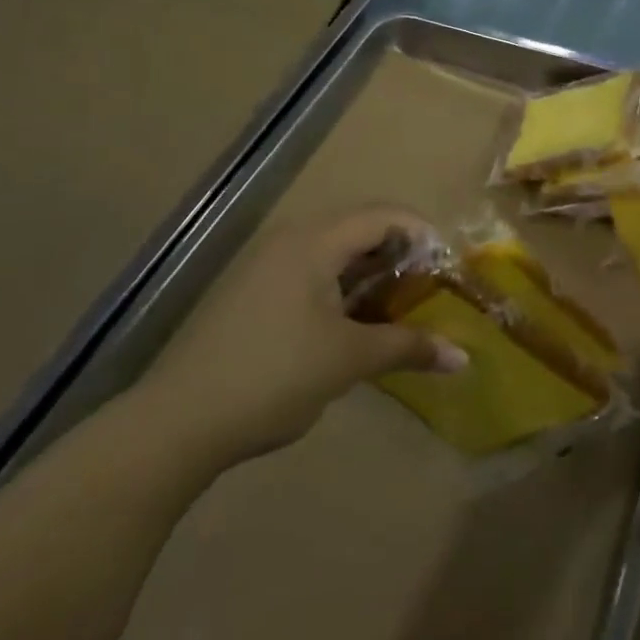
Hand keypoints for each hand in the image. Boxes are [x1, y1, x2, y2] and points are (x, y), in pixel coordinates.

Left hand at [133, 207, 466, 471]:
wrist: (175, 423)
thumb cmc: (273, 376)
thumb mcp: (349, 360)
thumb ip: (409, 347)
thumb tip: (464, 358)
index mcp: (313, 241)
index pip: (384, 215)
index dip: (424, 233)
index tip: (451, 266)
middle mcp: (289, 240)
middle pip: (360, 228)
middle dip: (401, 254)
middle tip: (430, 288)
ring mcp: (265, 266)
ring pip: (334, 252)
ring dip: (371, 273)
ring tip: (399, 306)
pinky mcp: (251, 293)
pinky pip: (310, 272)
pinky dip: (342, 287)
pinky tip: (354, 322)